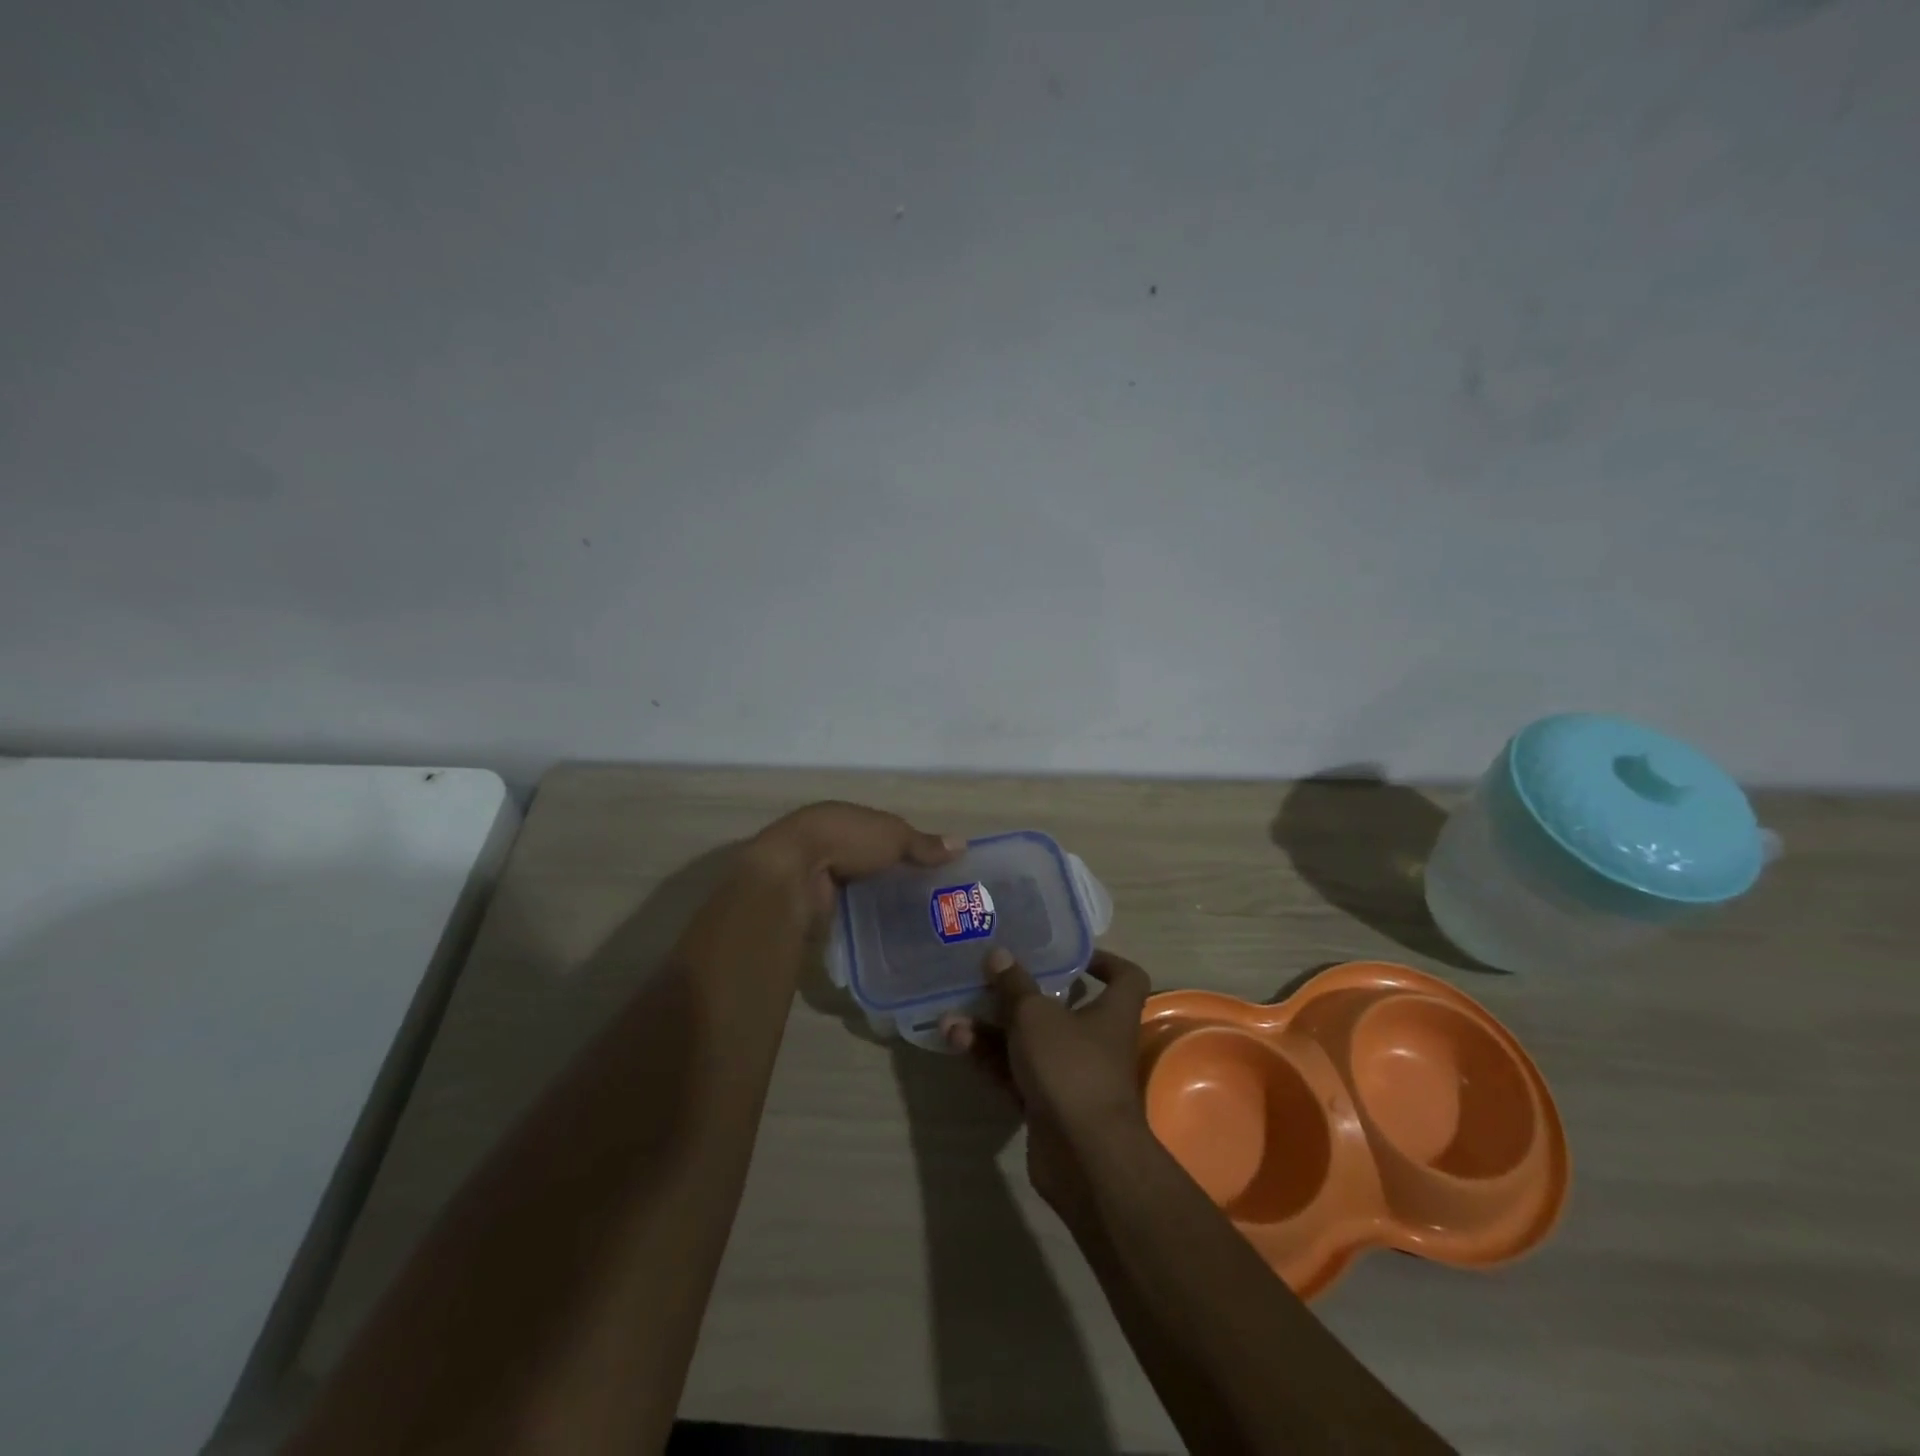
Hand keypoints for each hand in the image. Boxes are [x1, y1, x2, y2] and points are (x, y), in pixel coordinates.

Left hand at [748, 800, 960, 919]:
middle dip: (891, 878)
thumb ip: (924, 844)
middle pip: (868, 862)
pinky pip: (845, 912)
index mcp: (845, 818)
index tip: (932, 869)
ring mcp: (817, 877)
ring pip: (856, 889)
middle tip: (929, 901)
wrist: (794, 871)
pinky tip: (887, 935)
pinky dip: (862, 921)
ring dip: (875, 901)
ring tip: (915, 923)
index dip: (904, 848)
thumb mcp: (894, 836)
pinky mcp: (813, 906)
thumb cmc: (846, 839)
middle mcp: (829, 845)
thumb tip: (963, 844)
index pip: (880, 833)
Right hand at [942, 948, 1152, 1221]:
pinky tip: (957, 1044)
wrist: (1082, 1155)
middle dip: (1018, 997)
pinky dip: (991, 1059)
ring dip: (991, 1030)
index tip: (1070, 955)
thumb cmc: (1070, 1067)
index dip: (1104, 961)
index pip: (1125, 977)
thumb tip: (999, 954)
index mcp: (1111, 1012)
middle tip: (987, 981)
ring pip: (1029, 1043)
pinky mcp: (1048, 1106)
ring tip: (953, 1019)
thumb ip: (1014, 985)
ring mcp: (1072, 1076)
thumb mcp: (1035, 1015)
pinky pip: (1017, 1073)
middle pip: (1061, 1009)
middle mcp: (1097, 1041)